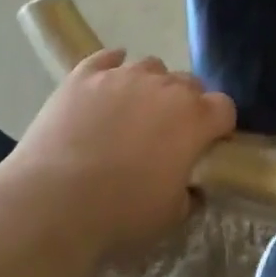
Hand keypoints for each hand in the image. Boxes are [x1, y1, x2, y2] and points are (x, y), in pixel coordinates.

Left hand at [10, 49, 235, 262]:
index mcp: (194, 118)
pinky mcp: (85, 76)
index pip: (224, 107)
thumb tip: (191, 187)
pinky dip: (111, 66)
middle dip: (185, 104)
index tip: (207, 145)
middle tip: (167, 134)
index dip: (218, 125)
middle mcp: (165, 86)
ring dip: (150, 85)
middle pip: (189, 83)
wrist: (51, 204)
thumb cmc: (118, 214)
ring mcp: (124, 75)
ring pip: (151, 66)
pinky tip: (106, 81)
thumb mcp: (168, 218)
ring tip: (132, 111)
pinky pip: (106, 58)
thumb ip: (189, 195)